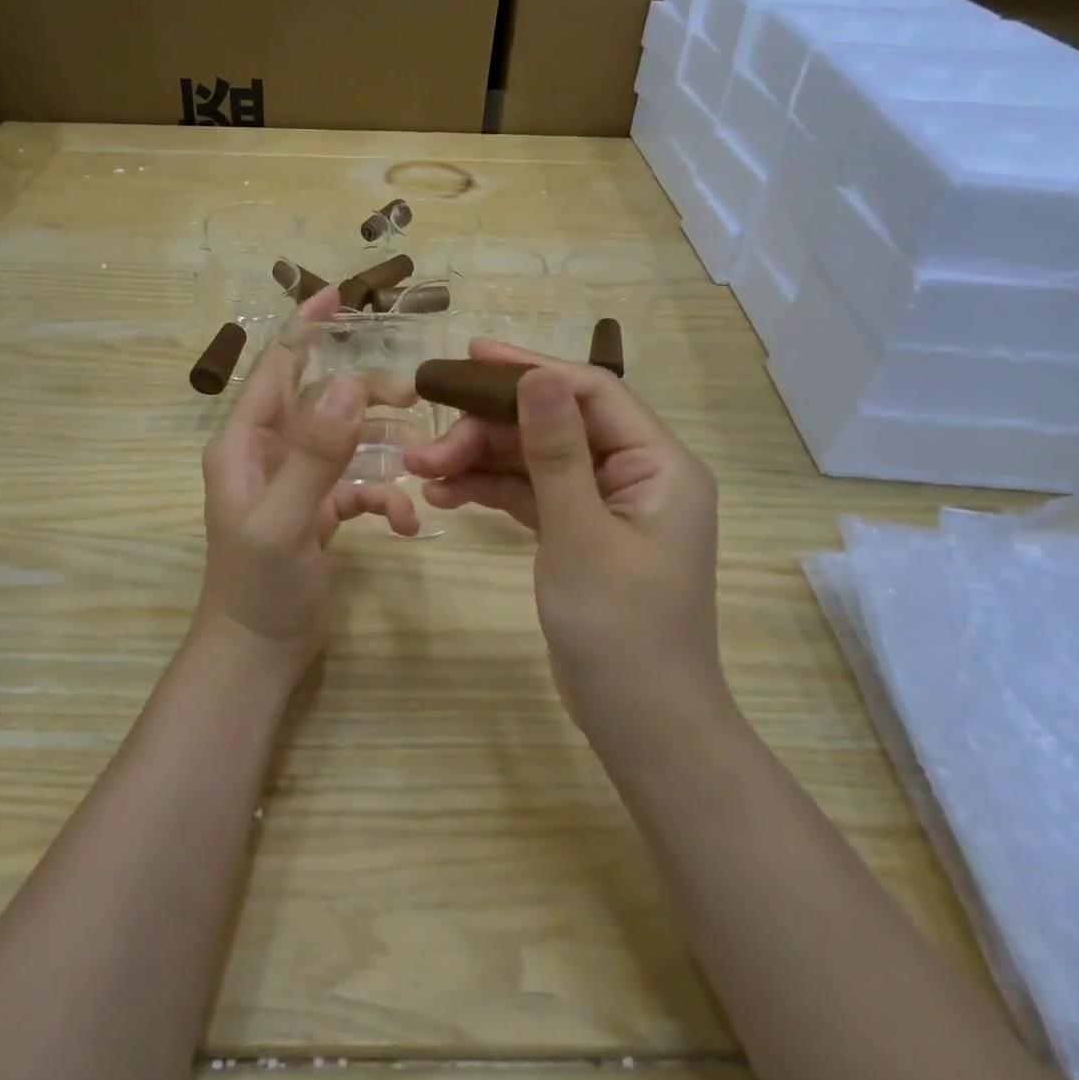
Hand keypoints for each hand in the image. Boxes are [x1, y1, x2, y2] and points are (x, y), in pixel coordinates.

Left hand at [197, 289, 420, 675]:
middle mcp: (268, 452)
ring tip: (420, 458)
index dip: (306, 328)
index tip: (340, 295)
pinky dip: (383, 496)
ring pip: (347, 441)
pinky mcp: (319, 509)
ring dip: (382, 448)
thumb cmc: (258, 586)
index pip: (276, 367)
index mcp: (245, 442)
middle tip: (411, 396)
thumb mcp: (284, 519)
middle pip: (323, 400)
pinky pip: (358, 485)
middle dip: (365, 396)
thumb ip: (315, 453)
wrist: (259, 652)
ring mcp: (296, 480)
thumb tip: (349, 384)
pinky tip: (404, 523)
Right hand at [403, 339, 725, 737]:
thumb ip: (557, 452)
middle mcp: (635, 474)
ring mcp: (605, 505)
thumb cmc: (620, 630)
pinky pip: (530, 495)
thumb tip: (538, 376)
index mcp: (658, 464)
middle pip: (553, 426)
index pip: (590, 393)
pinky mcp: (579, 532)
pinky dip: (490, 492)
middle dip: (487, 431)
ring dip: (479, 462)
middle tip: (425, 446)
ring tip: (420, 472)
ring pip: (534, 461)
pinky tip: (444, 496)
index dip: (528, 369)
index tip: (468, 355)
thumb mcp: (581, 535)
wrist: (641, 724)